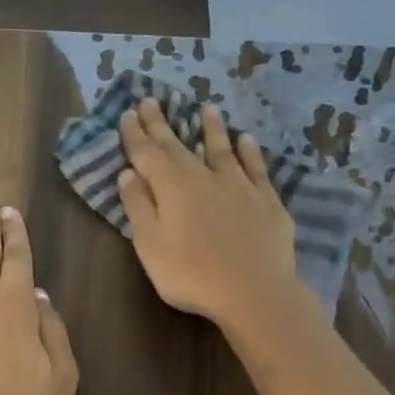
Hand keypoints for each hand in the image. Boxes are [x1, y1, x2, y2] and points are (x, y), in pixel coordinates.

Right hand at [117, 99, 298, 328]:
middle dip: (163, 124)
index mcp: (171, 186)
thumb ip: (138, 206)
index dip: (136, 134)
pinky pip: (256, 168)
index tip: (128, 113)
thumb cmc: (191, 274)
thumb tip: (128, 173)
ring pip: (221, 149)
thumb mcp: (150, 244)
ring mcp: (239, 186)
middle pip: (179, 146)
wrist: (254, 292)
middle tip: (152, 101)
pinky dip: (249, 152)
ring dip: (211, 129)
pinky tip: (247, 141)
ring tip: (206, 109)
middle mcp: (204, 176)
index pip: (147, 153)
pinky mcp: (266, 201)